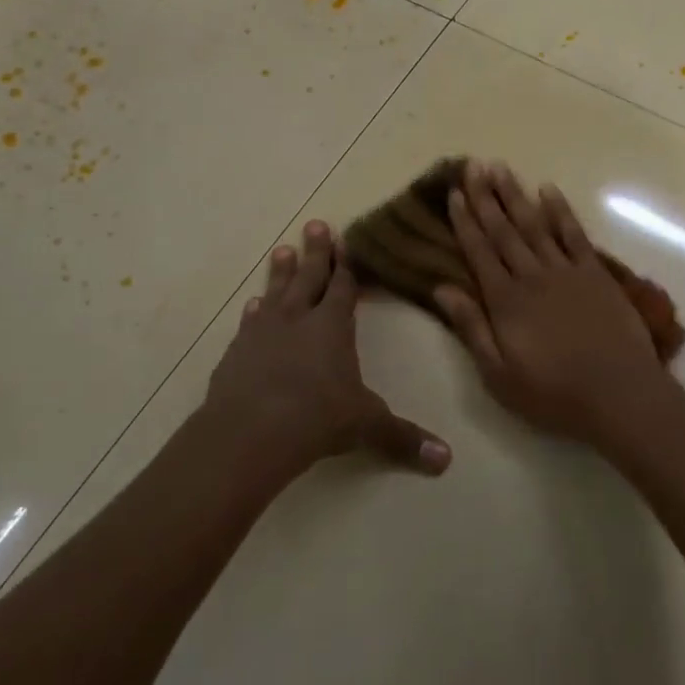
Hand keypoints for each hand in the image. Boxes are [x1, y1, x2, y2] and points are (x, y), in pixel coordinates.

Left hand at [203, 220, 451, 475]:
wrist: (249, 433)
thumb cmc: (316, 418)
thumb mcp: (367, 426)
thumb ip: (404, 438)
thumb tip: (446, 460)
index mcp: (333, 326)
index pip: (344, 287)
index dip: (347, 265)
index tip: (347, 241)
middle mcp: (299, 320)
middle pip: (309, 277)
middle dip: (315, 252)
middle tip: (314, 224)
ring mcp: (263, 333)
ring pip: (275, 292)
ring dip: (280, 272)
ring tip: (281, 250)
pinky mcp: (237, 353)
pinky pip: (249, 323)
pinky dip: (254, 311)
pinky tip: (252, 305)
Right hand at [434, 160, 671, 448]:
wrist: (619, 394)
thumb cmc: (553, 393)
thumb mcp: (499, 374)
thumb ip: (471, 328)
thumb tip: (442, 288)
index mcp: (505, 301)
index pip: (479, 251)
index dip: (465, 221)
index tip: (455, 193)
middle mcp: (532, 276)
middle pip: (504, 230)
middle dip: (486, 197)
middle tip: (474, 165)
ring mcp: (566, 270)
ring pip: (535, 224)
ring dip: (516, 195)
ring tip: (501, 168)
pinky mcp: (595, 273)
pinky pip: (574, 233)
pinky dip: (560, 210)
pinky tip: (548, 190)